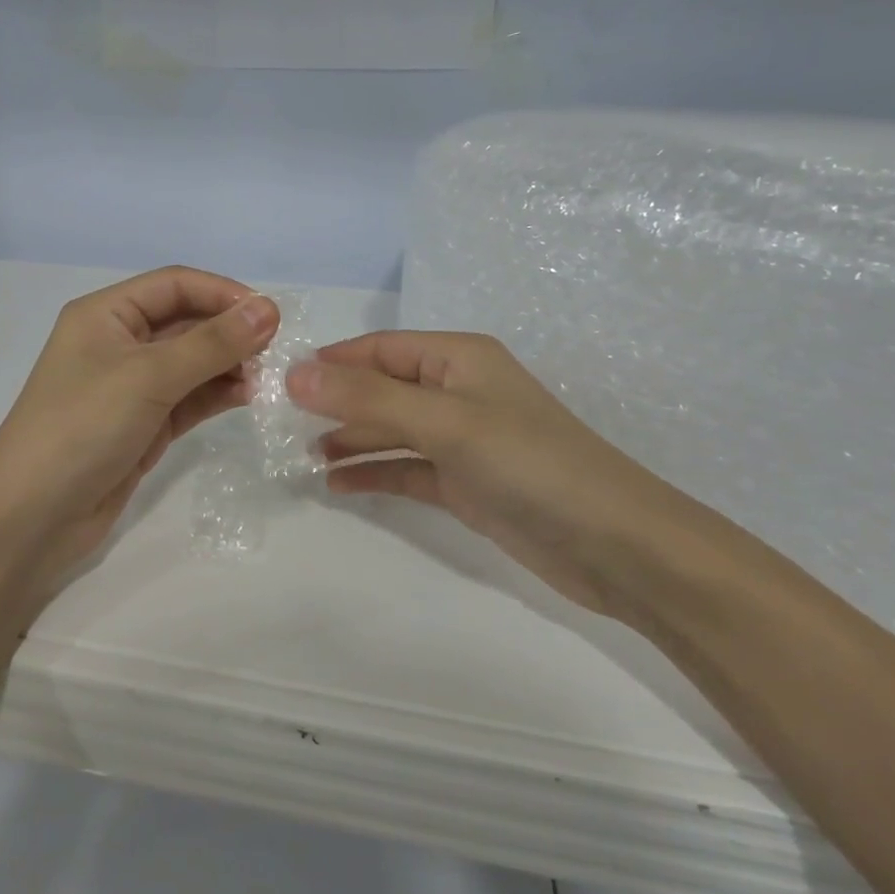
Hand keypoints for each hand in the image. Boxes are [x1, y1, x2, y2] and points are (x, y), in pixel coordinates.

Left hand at [0, 267, 279, 580]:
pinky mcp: (144, 424)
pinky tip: (249, 396)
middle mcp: (119, 342)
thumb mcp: (148, 376)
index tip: (270, 315)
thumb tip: (268, 309)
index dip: (223, 293)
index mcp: (106, 314)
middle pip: (186, 321)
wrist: (30, 518)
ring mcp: (132, 386)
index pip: (175, 285)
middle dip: (230, 331)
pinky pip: (190, 397)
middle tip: (276, 350)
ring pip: (192, 361)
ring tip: (267, 378)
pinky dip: (218, 393)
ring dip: (229, 364)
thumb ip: (211, 343)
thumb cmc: (81, 427)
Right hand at [287, 331, 703, 618]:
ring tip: (301, 455)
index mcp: (457, 358)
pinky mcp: (465, 483)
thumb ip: (368, 397)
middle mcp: (457, 391)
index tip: (279, 382)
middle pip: (381, 388)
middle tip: (280, 424)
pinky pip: (406, 469)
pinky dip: (373, 472)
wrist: (615, 544)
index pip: (379, 349)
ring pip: (391, 430)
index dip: (330, 361)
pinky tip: (336, 484)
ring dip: (349, 438)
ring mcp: (461, 440)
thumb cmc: (529, 463)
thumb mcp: (445, 422)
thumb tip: (295, 373)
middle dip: (334, 402)